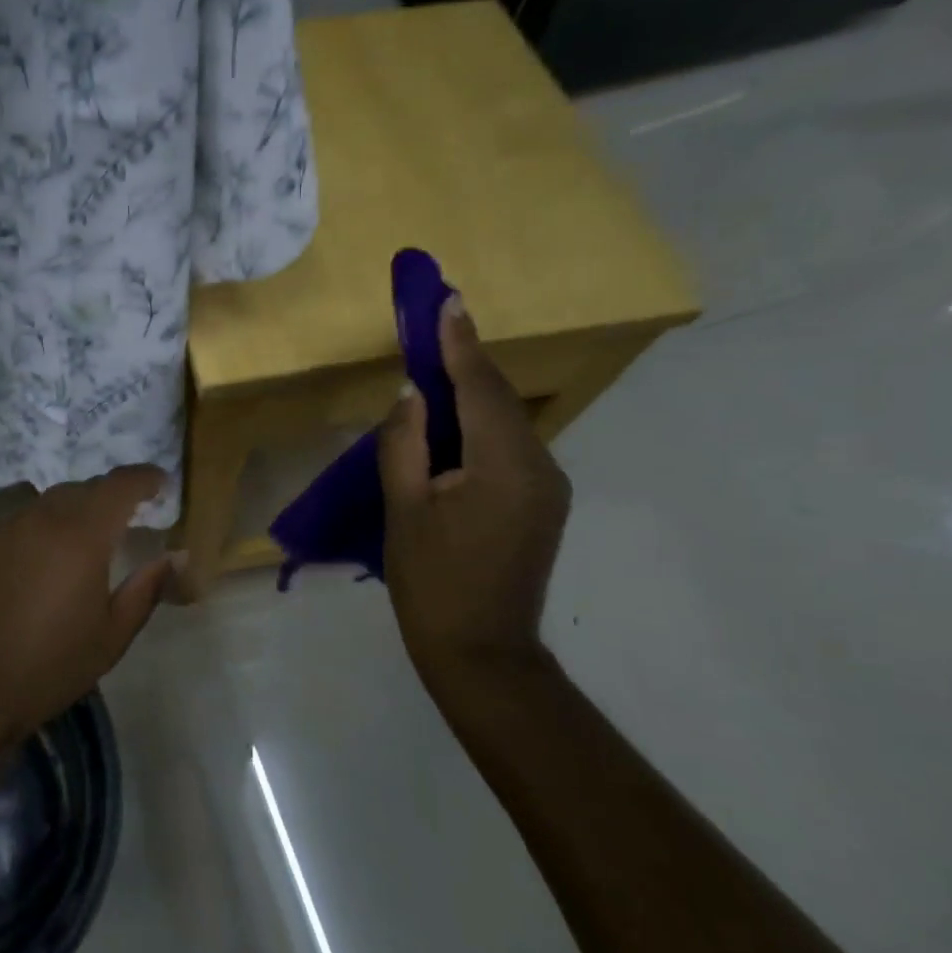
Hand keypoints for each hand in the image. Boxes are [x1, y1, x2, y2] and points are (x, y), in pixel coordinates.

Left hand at [0, 467, 174, 746]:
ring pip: (52, 501)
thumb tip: (176, 556)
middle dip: (112, 495)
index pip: (119, 485)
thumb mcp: (112, 635)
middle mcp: (43, 518)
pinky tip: (51, 556)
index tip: (162, 483)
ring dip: (78, 508)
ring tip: (93, 537)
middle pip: (85, 488)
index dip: (145, 478)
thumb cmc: (49, 666)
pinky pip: (26, 520)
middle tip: (133, 515)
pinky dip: (48, 525)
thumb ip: (147, 589)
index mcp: (82, 535)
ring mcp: (8, 528)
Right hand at [378, 297, 570, 685]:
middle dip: (465, 360)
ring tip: (437, 363)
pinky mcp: (542, 503)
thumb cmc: (430, 581)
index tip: (448, 299)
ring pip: (505, 422)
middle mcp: (540, 466)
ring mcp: (548, 486)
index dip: (460, 342)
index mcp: (505, 466)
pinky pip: (508, 447)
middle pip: (499, 399)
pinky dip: (479, 425)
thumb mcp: (403, 509)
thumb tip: (413, 393)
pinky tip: (452, 421)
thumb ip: (405, 443)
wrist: (480, 653)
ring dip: (471, 393)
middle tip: (436, 321)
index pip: (481, 387)